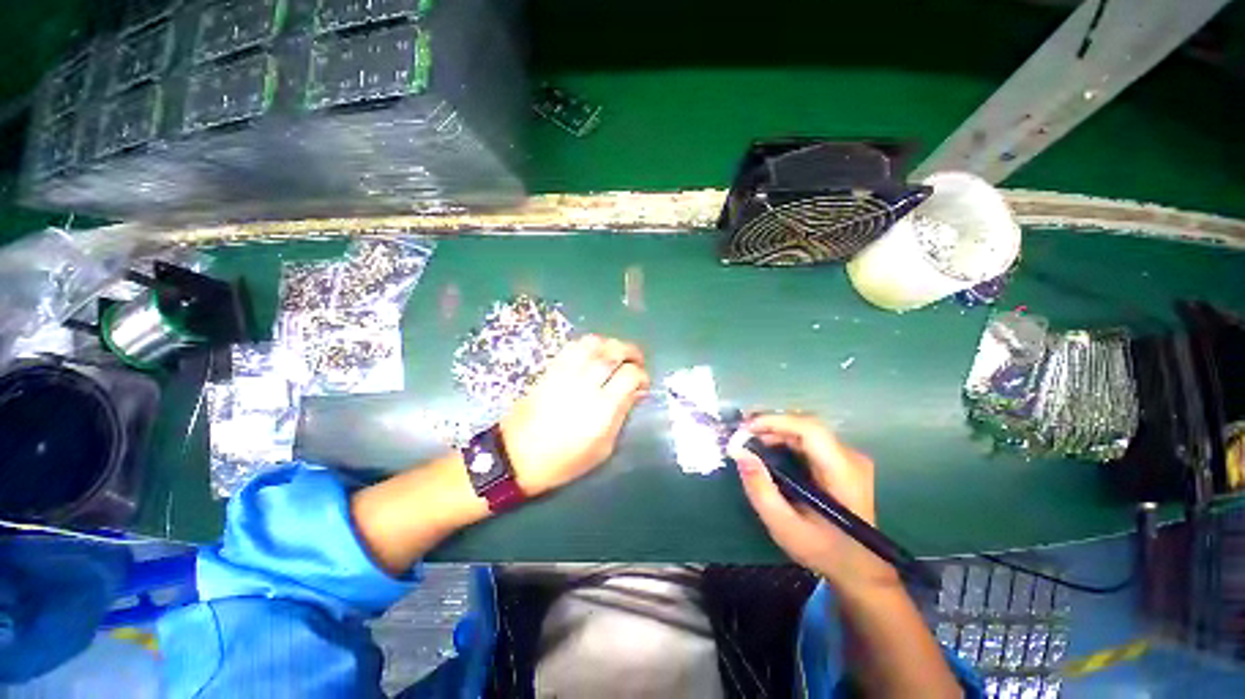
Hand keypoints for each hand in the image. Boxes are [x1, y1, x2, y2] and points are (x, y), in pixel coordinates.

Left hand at [500, 335, 649, 496]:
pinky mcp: (550, 370)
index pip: (629, 375)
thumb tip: (636, 392)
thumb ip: (621, 415)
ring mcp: (565, 374)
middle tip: (637, 359)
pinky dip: (589, 344)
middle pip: (613, 352)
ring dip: (610, 343)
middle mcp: (585, 385)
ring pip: (593, 343)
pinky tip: (595, 353)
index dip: (641, 374)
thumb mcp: (602, 448)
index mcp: (602, 409)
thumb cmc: (564, 461)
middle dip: (631, 351)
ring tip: (617, 353)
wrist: (516, 457)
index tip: (642, 383)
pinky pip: (572, 346)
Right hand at [727, 414, 898, 592]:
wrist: (860, 568)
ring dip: (775, 429)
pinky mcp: (841, 461)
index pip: (810, 430)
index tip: (745, 429)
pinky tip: (766, 445)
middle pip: (806, 424)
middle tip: (740, 432)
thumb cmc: (824, 551)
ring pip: (806, 429)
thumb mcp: (785, 527)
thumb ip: (761, 489)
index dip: (775, 422)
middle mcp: (850, 457)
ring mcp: (848, 457)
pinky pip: (809, 438)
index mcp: (843, 472)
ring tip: (748, 437)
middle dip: (770, 423)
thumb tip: (740, 453)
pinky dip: (784, 437)